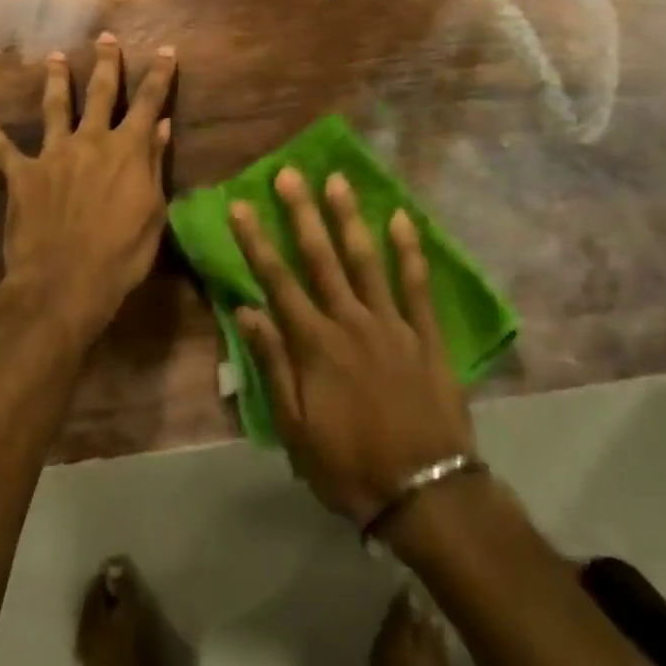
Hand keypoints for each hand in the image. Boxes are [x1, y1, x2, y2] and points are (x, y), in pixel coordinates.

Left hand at [0, 33, 175, 343]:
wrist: (65, 281)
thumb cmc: (121, 253)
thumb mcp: (153, 211)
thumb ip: (154, 165)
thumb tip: (161, 126)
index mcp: (128, 149)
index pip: (148, 102)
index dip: (159, 75)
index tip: (166, 50)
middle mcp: (91, 141)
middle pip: (100, 93)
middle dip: (105, 63)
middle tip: (105, 38)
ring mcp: (54, 154)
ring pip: (55, 108)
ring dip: (55, 80)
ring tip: (53, 57)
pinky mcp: (22, 175)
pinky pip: (2, 149)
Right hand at [230, 170, 474, 528]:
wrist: (424, 492)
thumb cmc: (349, 465)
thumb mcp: (295, 427)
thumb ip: (273, 364)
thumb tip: (247, 311)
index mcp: (314, 344)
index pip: (277, 281)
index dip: (255, 241)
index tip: (240, 205)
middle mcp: (350, 321)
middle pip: (321, 258)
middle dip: (301, 213)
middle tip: (289, 174)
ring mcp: (392, 323)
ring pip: (366, 260)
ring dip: (349, 218)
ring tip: (337, 180)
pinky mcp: (425, 335)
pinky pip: (417, 285)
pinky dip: (409, 251)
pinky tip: (402, 219)